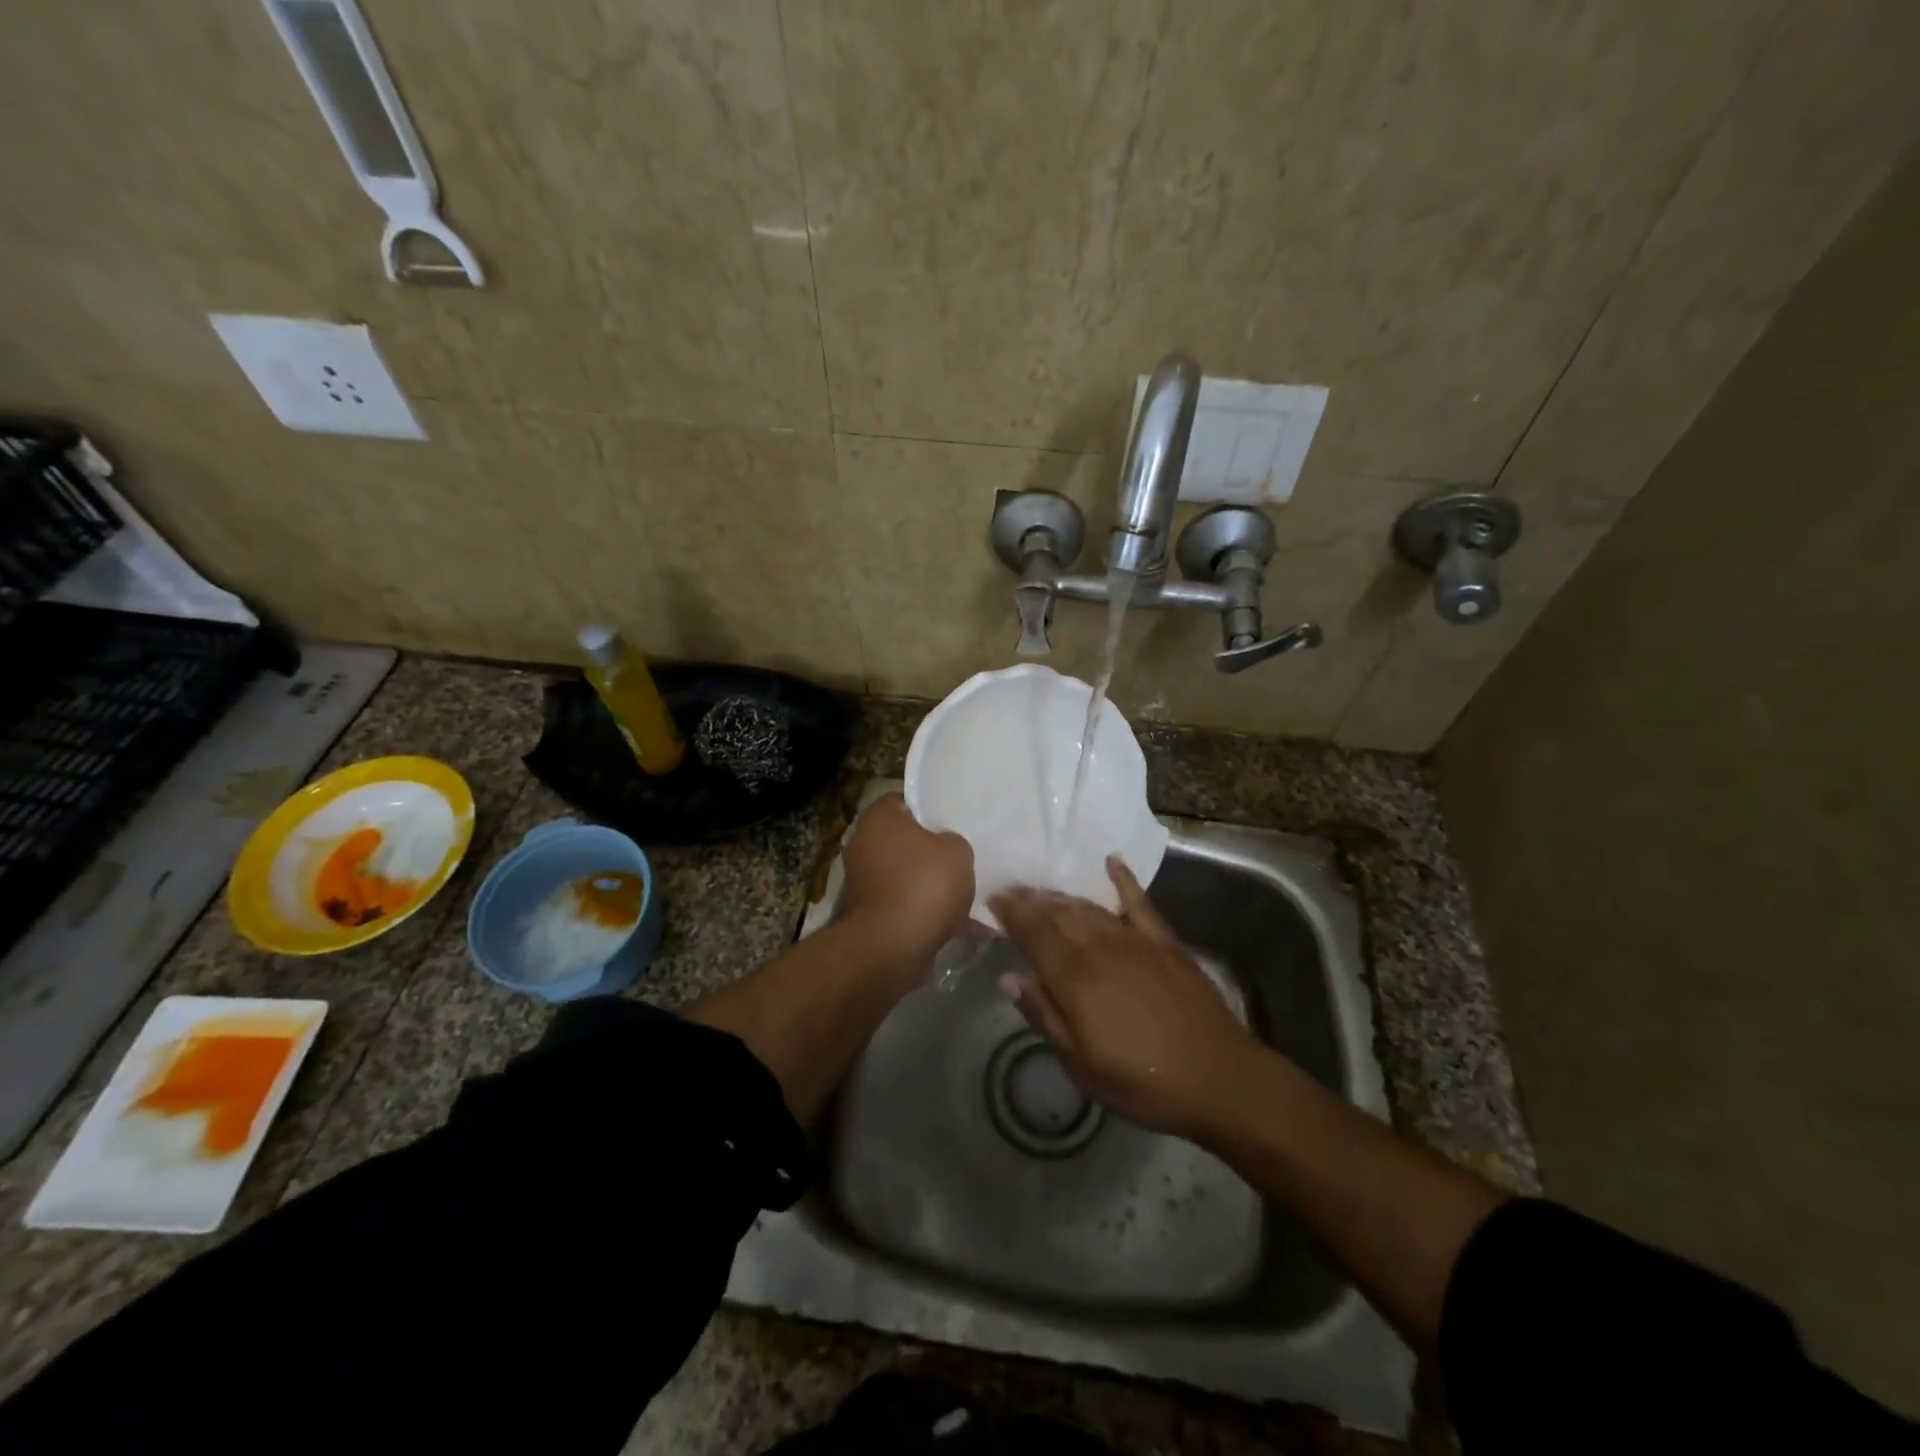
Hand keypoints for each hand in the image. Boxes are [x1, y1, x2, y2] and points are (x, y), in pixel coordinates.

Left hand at [840, 794, 975, 973]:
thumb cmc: (923, 884)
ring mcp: (867, 883)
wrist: (893, 947)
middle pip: (906, 840)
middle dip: (935, 851)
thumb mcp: (957, 851)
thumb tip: (946, 848)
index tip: (954, 818)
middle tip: (966, 854)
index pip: (903, 800)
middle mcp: (865, 846)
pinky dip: (932, 914)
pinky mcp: (874, 914)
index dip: (930, 807)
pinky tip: (969, 928)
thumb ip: (954, 841)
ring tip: (974, 894)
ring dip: (936, 886)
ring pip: (910, 876)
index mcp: (879, 819)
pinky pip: (910, 906)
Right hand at [989, 857, 1258, 1136]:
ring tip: (1043, 890)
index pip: (1033, 934)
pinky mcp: (1165, 941)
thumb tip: (1010, 977)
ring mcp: (1135, 940)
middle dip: (1031, 900)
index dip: (1012, 914)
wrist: (1218, 1078)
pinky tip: (1112, 862)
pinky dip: (1123, 879)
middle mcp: (1100, 948)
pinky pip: (1139, 902)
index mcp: (1075, 978)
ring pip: (1089, 908)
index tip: (994, 898)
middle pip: (1058, 915)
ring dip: (1063, 896)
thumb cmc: (1142, 1081)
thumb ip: (1044, 1016)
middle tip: (1011, 889)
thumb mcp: (1081, 1064)